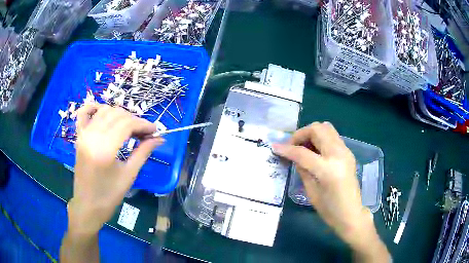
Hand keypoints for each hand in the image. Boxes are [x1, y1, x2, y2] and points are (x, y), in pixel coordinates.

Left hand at [68, 104, 163, 235]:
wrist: (87, 205)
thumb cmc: (109, 195)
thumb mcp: (129, 175)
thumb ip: (143, 153)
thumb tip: (159, 139)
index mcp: (105, 149)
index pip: (127, 124)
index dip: (144, 124)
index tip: (155, 130)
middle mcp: (92, 136)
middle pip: (117, 114)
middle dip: (134, 120)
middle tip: (144, 133)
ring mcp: (83, 134)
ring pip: (104, 111)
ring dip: (119, 115)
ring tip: (129, 127)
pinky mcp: (79, 136)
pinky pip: (83, 113)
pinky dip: (94, 108)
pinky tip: (104, 113)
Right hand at [273, 122, 388, 260]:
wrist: (351, 213)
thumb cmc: (329, 210)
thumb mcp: (311, 192)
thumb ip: (303, 170)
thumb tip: (295, 156)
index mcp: (328, 170)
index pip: (303, 153)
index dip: (287, 149)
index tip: (275, 147)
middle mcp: (338, 155)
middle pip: (317, 129)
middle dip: (301, 134)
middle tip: (292, 145)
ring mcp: (345, 151)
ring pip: (326, 128)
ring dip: (311, 133)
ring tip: (303, 146)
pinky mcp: (348, 152)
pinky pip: (332, 136)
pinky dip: (320, 137)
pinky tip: (315, 151)